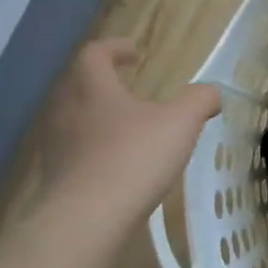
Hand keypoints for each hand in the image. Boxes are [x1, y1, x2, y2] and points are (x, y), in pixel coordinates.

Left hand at [40, 39, 220, 216]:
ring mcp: (56, 145)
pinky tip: (119, 166)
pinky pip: (75, 152)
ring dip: (99, 118)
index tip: (136, 52)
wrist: (85, 220)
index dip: (115, 48)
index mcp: (92, 88)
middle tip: (131, 89)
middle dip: (105, 83)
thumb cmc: (133, 159)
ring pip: (75, 119)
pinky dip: (96, 150)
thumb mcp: (180, 123)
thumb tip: (211, 92)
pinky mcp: (55, 177)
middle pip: (79, 85)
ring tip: (129, 130)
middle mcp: (66, 110)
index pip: (94, 54)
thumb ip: (199, 101)